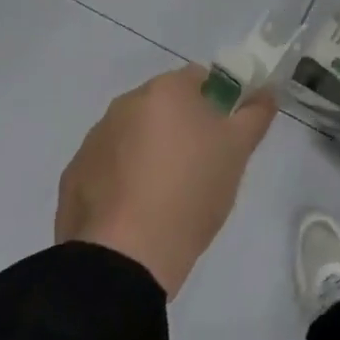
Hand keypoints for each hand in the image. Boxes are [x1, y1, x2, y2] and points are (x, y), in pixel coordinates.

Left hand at [56, 66, 276, 298]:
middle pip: (163, 106)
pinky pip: (107, 168)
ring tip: (165, 197)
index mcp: (165, 90)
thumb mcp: (238, 151)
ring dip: (149, 153)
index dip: (216, 103)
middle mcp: (125, 104)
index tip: (223, 137)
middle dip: (181, 128)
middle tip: (200, 167)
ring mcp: (94, 141)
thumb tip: (267, 92)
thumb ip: (256, 113)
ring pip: (133, 136)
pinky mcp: (73, 178)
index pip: (199, 79)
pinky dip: (121, 181)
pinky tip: (134, 214)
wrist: (125, 259)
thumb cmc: (190, 191)